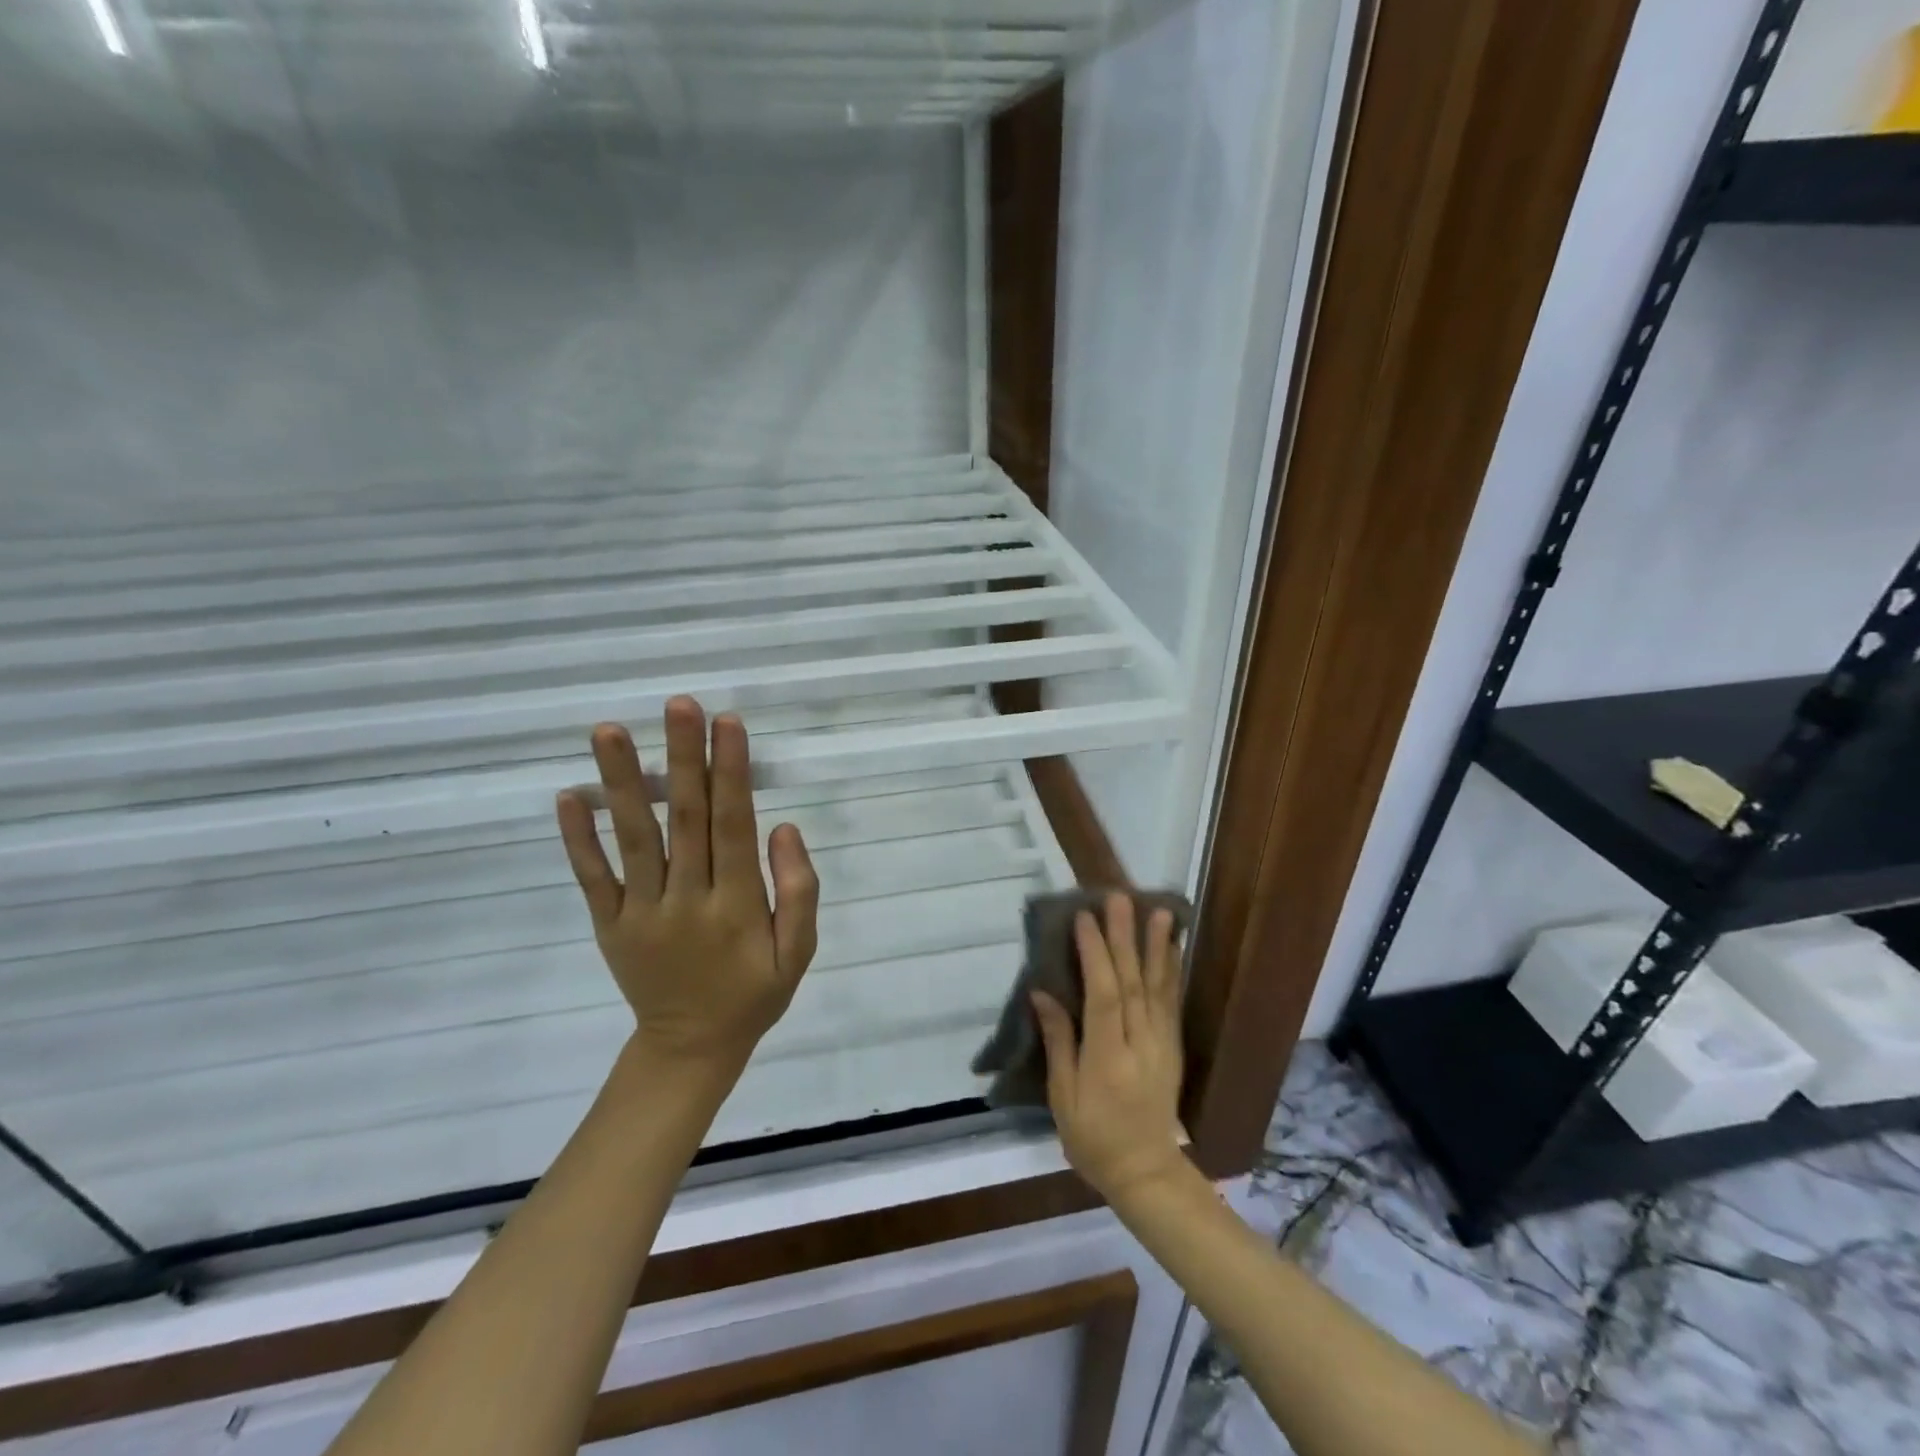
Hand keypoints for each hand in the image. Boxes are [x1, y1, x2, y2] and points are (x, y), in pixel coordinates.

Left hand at [555, 697, 819, 1072]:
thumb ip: (798, 892)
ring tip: (608, 731)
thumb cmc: (753, 994)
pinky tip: (570, 795)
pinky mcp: (609, 924)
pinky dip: (579, 838)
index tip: (727, 723)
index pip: (734, 826)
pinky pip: (592, 878)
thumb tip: (784, 830)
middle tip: (678, 705)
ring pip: (634, 839)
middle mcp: (686, 901)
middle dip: (683, 758)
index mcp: (736, 906)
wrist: (689, 1049)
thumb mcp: (798, 954)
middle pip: (686, 820)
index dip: (731, 773)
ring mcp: (641, 912)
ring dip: (622, 782)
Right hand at [1031, 894, 1186, 1203]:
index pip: (1103, 996)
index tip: (1084, 918)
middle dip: (1124, 937)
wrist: (1146, 1172)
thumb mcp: (1063, 1097)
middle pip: (1132, 982)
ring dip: (1157, 946)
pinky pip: (1172, 1001)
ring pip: (1158, 986)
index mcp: (1108, 1057)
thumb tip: (1042, 993)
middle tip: (1119, 899)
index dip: (1095, 954)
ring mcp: (1161, 1043)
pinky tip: (1172, 947)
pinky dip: (1172, 970)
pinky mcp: (1172, 1045)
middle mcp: (1140, 1043)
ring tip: (1159, 911)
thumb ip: (1058, 1041)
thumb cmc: (1093, 1138)